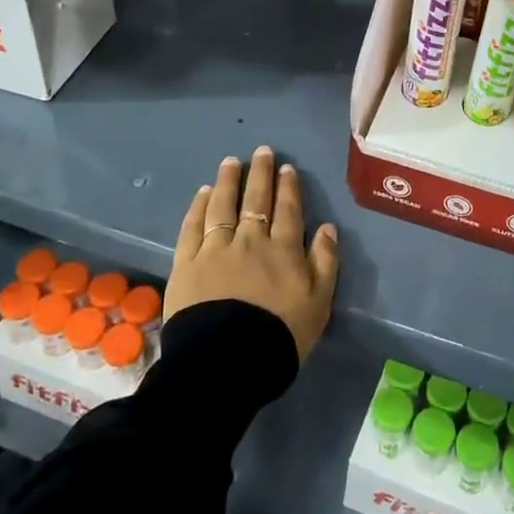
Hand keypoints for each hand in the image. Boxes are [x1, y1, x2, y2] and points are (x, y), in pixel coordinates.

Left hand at [169, 147, 339, 363]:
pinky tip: (203, 193)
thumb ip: (325, 262)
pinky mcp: (186, 263)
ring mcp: (215, 249)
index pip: (288, 210)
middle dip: (260, 174)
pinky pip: (192, 227)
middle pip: (256, 200)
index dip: (288, 188)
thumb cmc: (280, 336)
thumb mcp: (319, 303)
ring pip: (222, 206)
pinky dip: (199, 207)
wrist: (227, 362)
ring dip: (228, 181)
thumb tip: (327, 228)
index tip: (286, 167)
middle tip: (261, 151)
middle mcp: (249, 241)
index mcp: (283, 250)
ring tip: (231, 162)